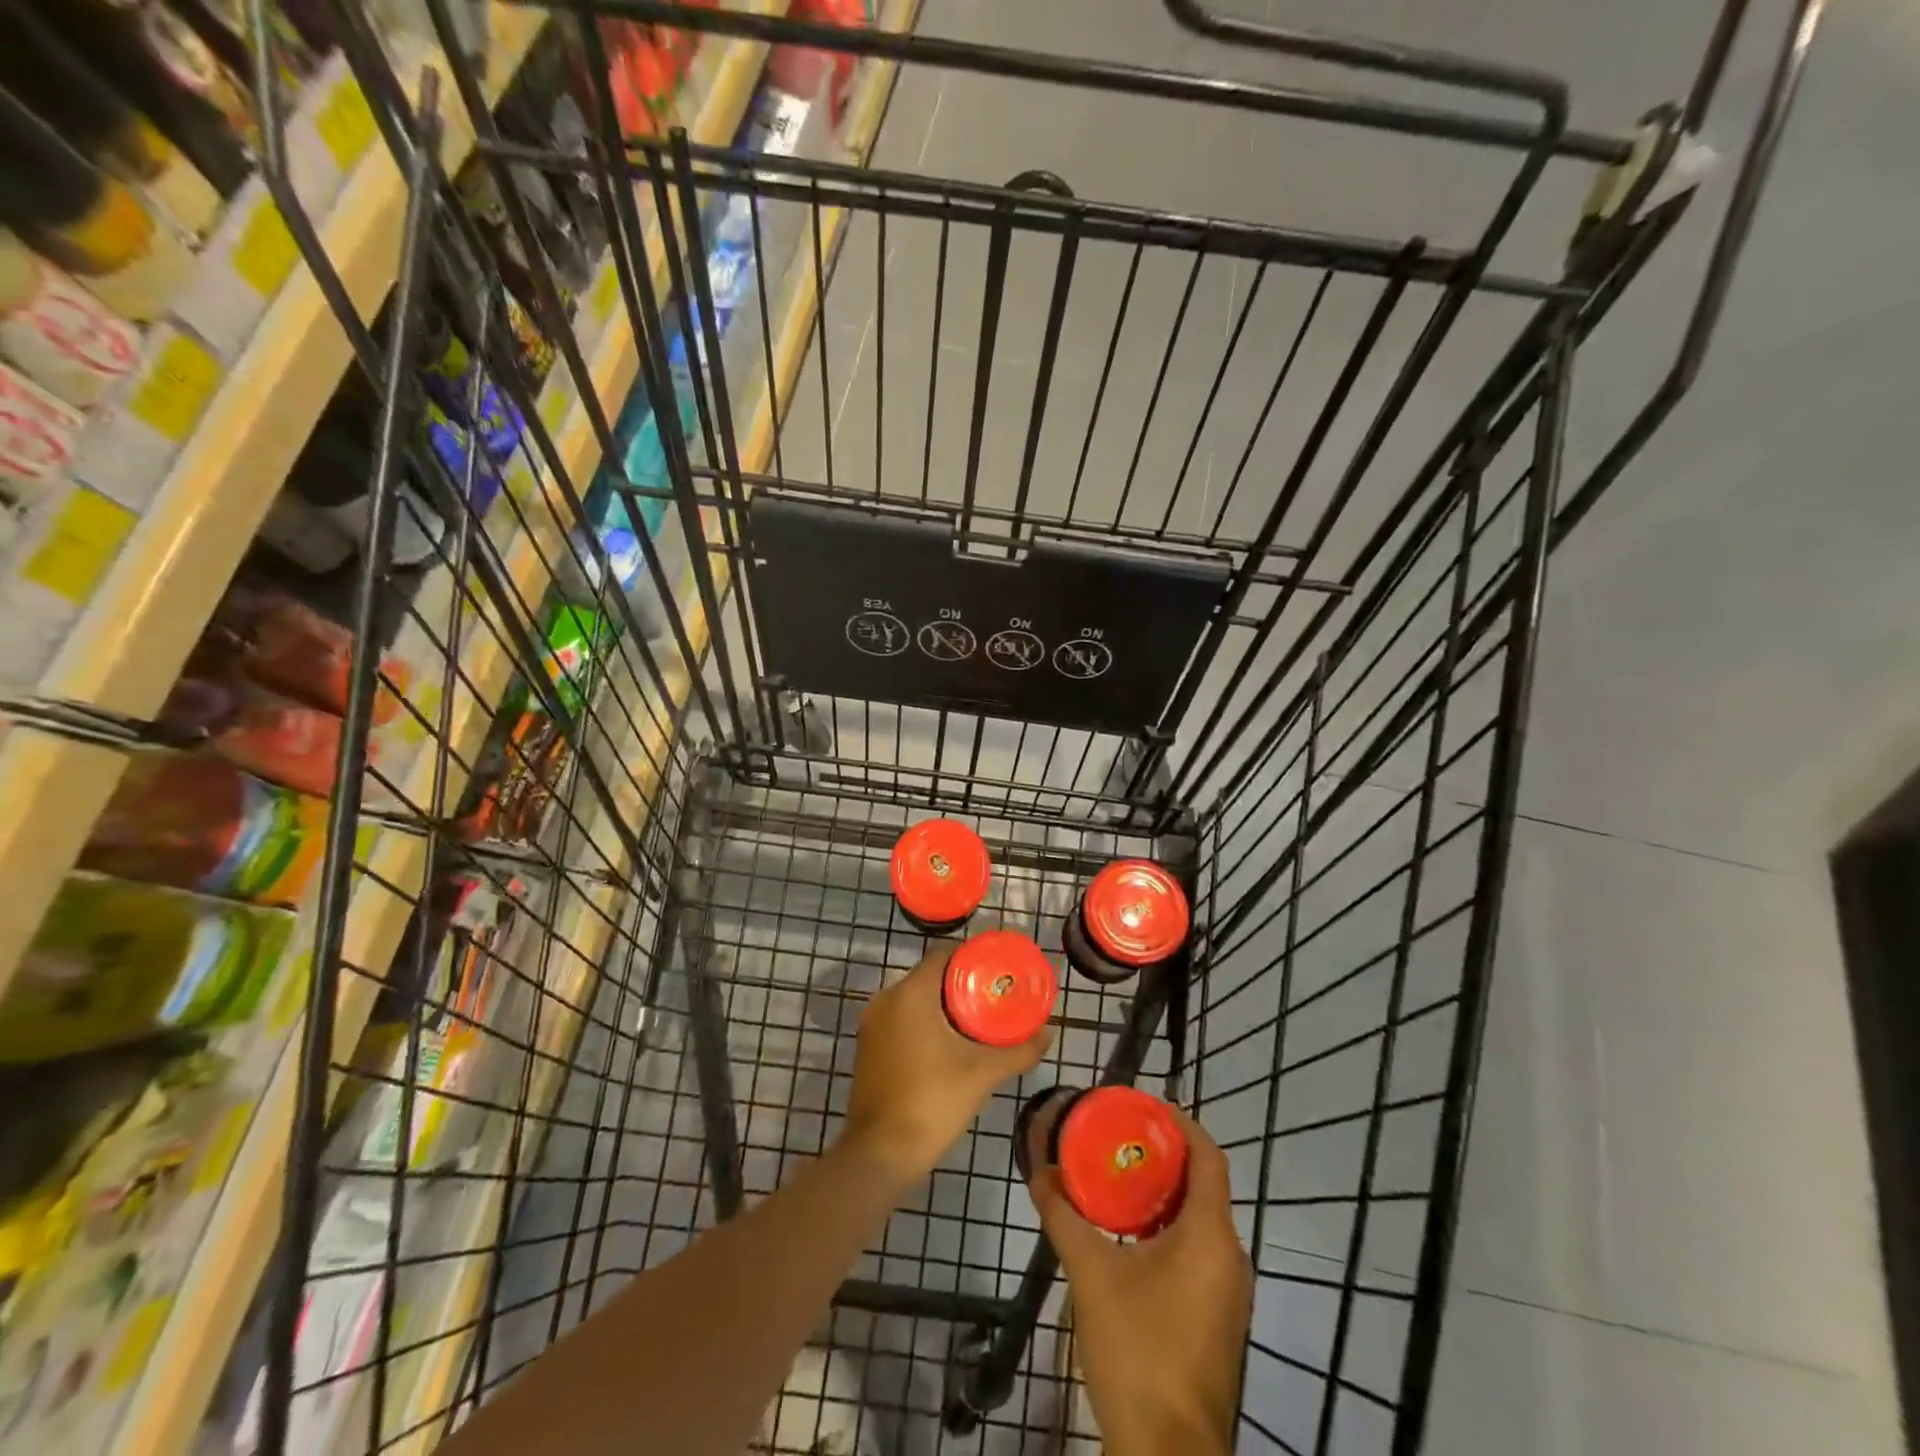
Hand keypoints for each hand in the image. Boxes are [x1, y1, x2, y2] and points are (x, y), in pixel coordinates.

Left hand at [843, 943, 1049, 1182]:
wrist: (880, 1154)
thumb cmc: (932, 1102)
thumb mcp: (983, 1074)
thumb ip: (1018, 1051)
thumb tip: (1047, 1034)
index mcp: (911, 993)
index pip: (944, 955)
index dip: (972, 957)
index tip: (997, 971)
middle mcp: (886, 999)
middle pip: (930, 976)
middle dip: (961, 984)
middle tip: (994, 998)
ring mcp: (872, 1023)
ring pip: (914, 999)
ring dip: (942, 1006)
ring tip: (977, 1021)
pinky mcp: (868, 1046)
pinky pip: (901, 1019)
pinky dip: (924, 1023)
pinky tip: (948, 1044)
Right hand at [1028, 1101, 1251, 1455]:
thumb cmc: (1138, 1351)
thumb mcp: (1091, 1275)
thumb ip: (1064, 1216)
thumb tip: (1039, 1172)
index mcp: (1210, 1237)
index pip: (1209, 1157)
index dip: (1182, 1124)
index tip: (1145, 1106)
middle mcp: (1229, 1258)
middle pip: (1204, 1186)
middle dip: (1164, 1156)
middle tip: (1119, 1137)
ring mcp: (1227, 1293)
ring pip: (1200, 1221)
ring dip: (1164, 1195)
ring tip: (1118, 1177)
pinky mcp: (1216, 1320)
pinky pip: (1197, 1252)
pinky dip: (1168, 1228)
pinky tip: (1129, 1236)